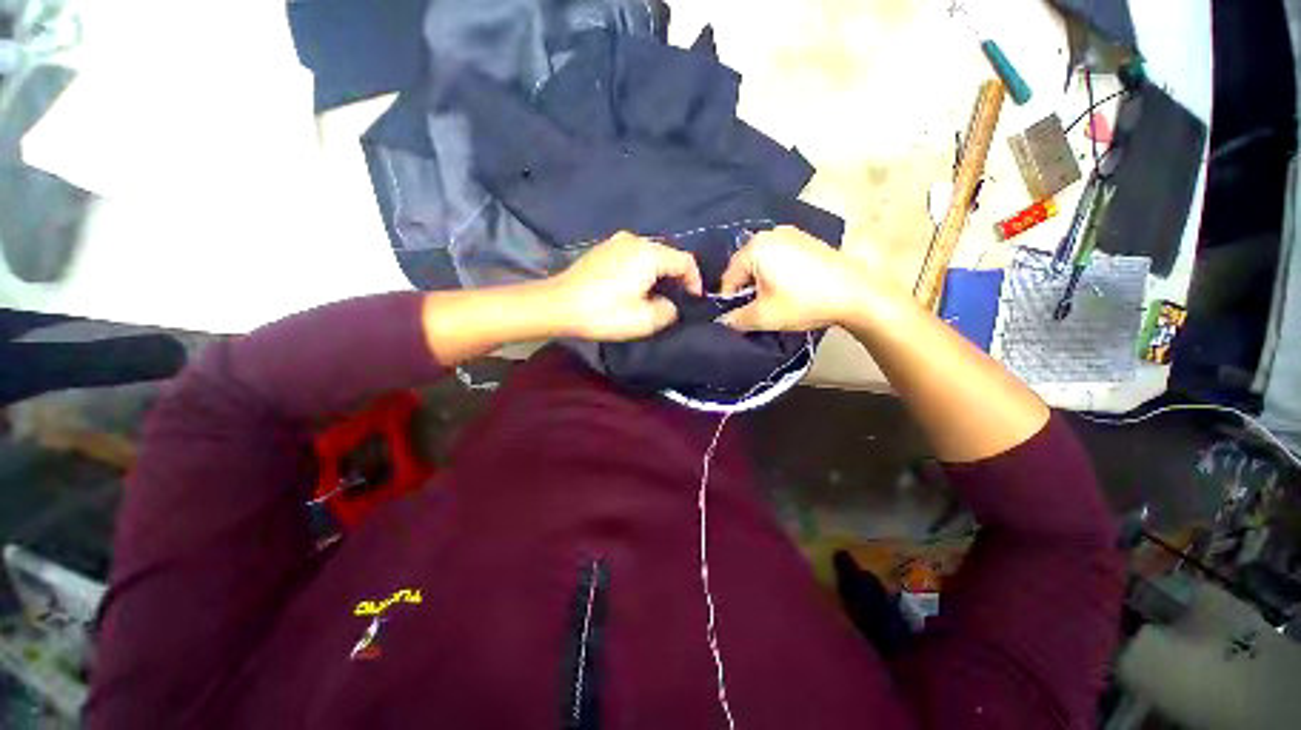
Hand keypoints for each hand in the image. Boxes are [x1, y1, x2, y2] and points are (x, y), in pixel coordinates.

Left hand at [551, 232, 703, 340]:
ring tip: (657, 295)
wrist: (558, 305)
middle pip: (668, 255)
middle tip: (677, 299)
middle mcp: (635, 240)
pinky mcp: (603, 248)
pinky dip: (642, 269)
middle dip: (677, 277)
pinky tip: (635, 286)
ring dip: (659, 273)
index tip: (693, 300)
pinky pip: (633, 255)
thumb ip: (668, 311)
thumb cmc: (604, 313)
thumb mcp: (644, 321)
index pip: (685, 261)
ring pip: (650, 254)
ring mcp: (616, 241)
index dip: (695, 281)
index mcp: (649, 254)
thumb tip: (671, 305)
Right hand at [717, 226, 876, 331]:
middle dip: (746, 290)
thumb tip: (722, 322)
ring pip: (762, 263)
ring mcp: (791, 233)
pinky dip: (777, 274)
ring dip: (762, 283)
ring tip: (773, 302)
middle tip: (755, 311)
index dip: (730, 301)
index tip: (738, 318)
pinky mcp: (807, 240)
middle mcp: (770, 233)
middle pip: (745, 267)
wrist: (857, 294)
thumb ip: (735, 319)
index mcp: (755, 247)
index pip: (728, 278)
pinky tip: (789, 289)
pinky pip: (779, 257)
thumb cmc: (803, 302)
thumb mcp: (763, 316)